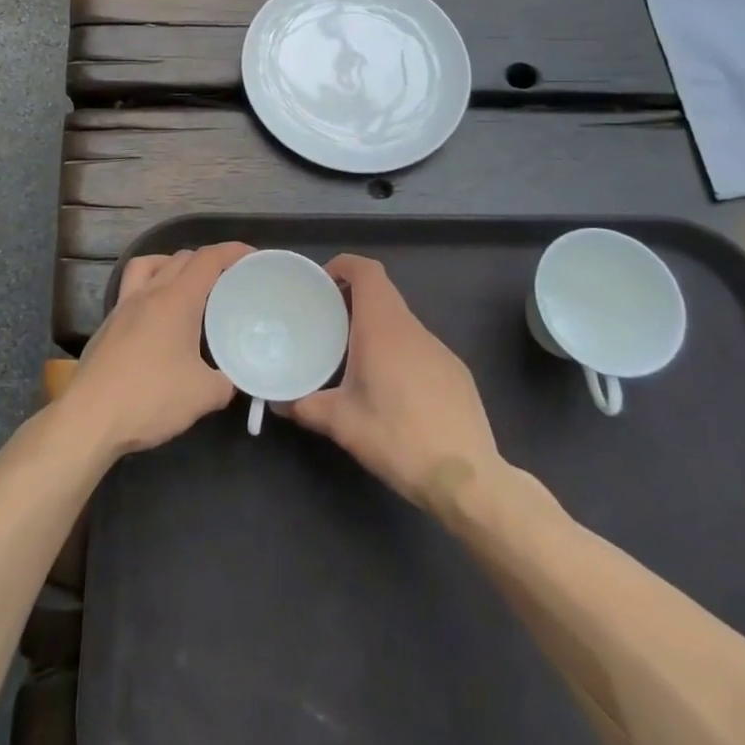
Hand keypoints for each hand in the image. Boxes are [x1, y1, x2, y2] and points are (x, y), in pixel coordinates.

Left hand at [59, 244, 248, 458]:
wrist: (90, 418)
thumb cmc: (150, 398)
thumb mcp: (203, 395)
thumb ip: (226, 381)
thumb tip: (232, 378)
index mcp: (176, 300)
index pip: (207, 260)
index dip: (232, 251)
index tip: (251, 254)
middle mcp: (148, 293)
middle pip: (180, 258)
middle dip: (206, 260)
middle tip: (227, 278)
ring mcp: (122, 307)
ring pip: (148, 265)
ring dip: (172, 265)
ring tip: (188, 285)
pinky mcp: (107, 325)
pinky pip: (132, 289)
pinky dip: (150, 289)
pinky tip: (158, 318)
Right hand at [283, 255, 498, 510]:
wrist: (467, 479)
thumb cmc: (397, 438)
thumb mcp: (342, 424)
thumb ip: (305, 406)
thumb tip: (277, 402)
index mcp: (382, 328)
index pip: (366, 271)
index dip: (344, 265)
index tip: (322, 284)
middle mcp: (413, 329)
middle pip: (382, 294)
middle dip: (353, 300)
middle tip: (327, 323)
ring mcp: (440, 350)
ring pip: (401, 323)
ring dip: (377, 328)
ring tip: (354, 358)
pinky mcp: (456, 372)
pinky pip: (420, 347)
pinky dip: (399, 352)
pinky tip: (393, 390)